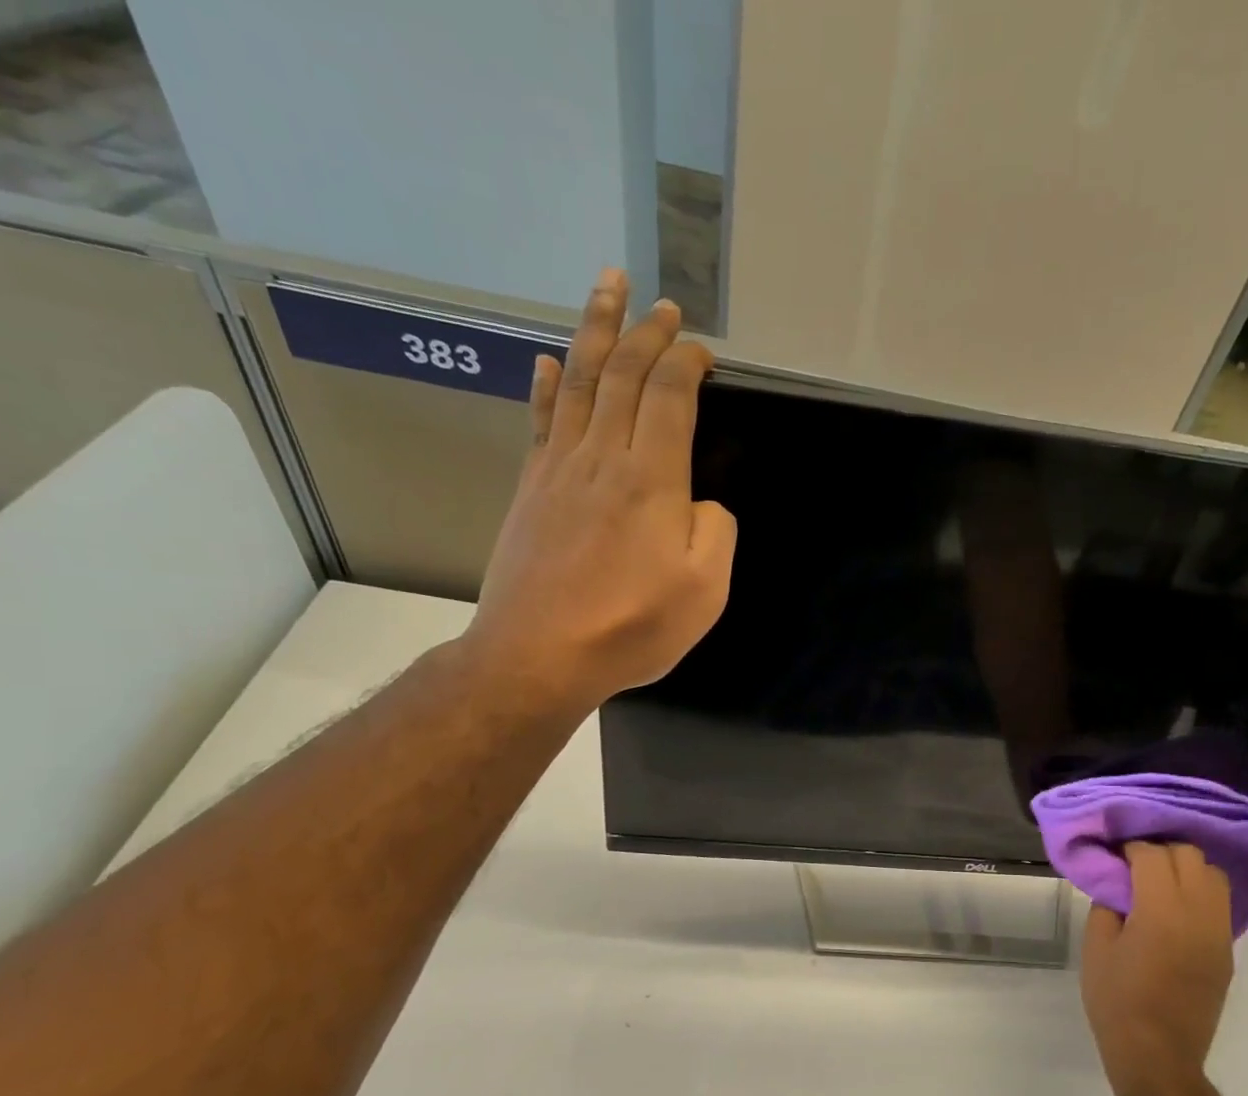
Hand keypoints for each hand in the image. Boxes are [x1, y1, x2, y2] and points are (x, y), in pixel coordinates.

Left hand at [463, 269, 735, 717]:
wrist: (539, 655)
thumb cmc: (631, 628)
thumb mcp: (705, 592)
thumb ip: (716, 533)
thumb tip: (701, 504)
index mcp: (652, 480)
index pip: (671, 397)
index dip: (688, 364)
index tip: (704, 352)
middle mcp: (603, 458)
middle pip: (624, 375)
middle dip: (647, 333)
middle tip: (663, 305)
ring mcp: (560, 468)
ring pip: (579, 381)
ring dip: (596, 331)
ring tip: (607, 288)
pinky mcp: (531, 488)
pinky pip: (541, 419)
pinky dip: (546, 383)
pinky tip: (546, 360)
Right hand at [1081, 842, 1235, 1095]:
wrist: (1158, 1056)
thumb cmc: (1117, 1001)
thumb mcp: (1096, 948)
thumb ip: (1107, 906)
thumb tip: (1118, 885)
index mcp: (1161, 910)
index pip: (1153, 855)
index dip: (1132, 848)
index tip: (1115, 855)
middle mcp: (1198, 913)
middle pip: (1190, 856)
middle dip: (1161, 851)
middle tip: (1136, 866)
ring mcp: (1219, 932)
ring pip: (1214, 875)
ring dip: (1187, 868)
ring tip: (1161, 883)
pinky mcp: (1227, 951)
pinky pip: (1219, 904)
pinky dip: (1200, 893)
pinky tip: (1176, 908)